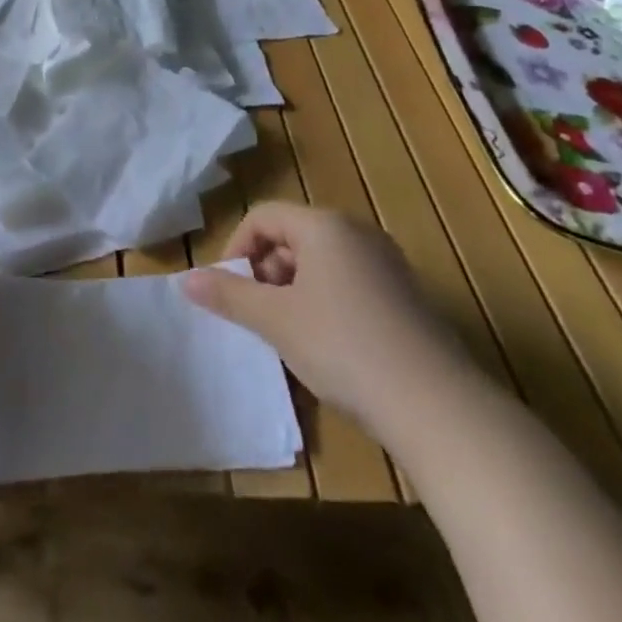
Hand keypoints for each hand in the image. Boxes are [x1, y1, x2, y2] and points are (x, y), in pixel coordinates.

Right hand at [183, 203, 473, 446]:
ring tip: (288, 335)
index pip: (263, 216)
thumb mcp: (276, 321)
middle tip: (257, 316)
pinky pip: (349, 284)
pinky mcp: (406, 296)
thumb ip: (229, 296)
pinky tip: (327, 348)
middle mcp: (357, 232)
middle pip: (293, 236)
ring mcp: (387, 264)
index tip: (228, 291)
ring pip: (321, 263)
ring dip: (293, 291)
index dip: (237, 249)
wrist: (436, 405)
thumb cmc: (343, 347)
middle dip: (265, 272)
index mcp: (324, 225)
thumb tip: (185, 280)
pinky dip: (325, 304)